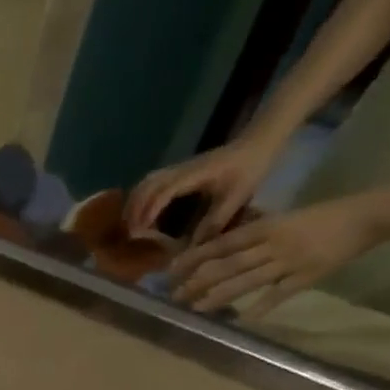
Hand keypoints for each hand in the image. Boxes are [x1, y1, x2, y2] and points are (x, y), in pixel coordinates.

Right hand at [125, 136, 278, 241]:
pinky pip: (151, 182)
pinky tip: (141, 211)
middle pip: (147, 186)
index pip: (164, 191)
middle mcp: (181, 169)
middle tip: (130, 233)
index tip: (141, 231)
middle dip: (134, 209)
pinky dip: (140, 196)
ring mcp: (178, 167)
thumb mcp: (237, 197)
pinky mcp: (178, 169)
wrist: (258, 142)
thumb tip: (194, 247)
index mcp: (195, 175)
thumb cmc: (250, 168)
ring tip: (131, 224)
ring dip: (134, 202)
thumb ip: (216, 221)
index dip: (149, 211)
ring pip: (146, 182)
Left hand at [169, 197, 380, 319]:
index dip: (196, 257)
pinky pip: (279, 294)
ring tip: (195, 308)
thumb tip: (220, 249)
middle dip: (199, 281)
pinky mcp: (308, 276)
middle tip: (175, 295)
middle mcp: (274, 244)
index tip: (173, 269)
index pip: (223, 243)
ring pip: (247, 280)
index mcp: (268, 227)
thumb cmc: (321, 217)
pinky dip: (260, 307)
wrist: (367, 216)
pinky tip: (242, 320)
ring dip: (218, 296)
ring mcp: (290, 261)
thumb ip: (255, 235)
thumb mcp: (283, 219)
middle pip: (228, 264)